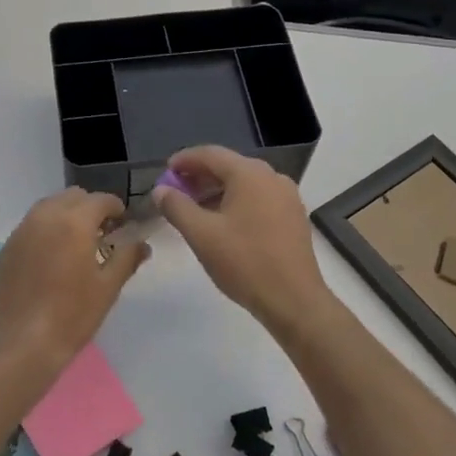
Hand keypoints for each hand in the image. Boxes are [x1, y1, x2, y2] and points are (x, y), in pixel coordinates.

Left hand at [0, 188, 149, 373]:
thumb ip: (127, 258)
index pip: (100, 200)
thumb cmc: (72, 315)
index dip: (115, 208)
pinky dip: (46, 229)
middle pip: (72, 197)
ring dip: (66, 215)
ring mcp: (21, 231)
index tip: (123, 223)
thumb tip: (142, 243)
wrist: (22, 343)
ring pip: (48, 207)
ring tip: (76, 243)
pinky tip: (51, 256)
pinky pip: (31, 225)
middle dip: (90, 208)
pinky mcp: (7, 248)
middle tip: (102, 232)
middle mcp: (45, 216)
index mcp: (74, 222)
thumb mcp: (107, 287)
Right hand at [153, 146, 337, 337]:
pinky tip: (222, 223)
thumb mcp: (201, 234)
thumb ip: (176, 207)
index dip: (184, 160)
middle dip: (199, 177)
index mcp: (249, 174)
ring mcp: (287, 197)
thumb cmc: (244, 262)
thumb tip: (161, 190)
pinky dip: (236, 203)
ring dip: (217, 191)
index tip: (165, 172)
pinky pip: (258, 199)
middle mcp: (272, 177)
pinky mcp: (293, 217)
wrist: (294, 300)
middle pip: (229, 167)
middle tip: (176, 192)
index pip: (210, 154)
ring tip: (195, 210)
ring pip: (244, 184)